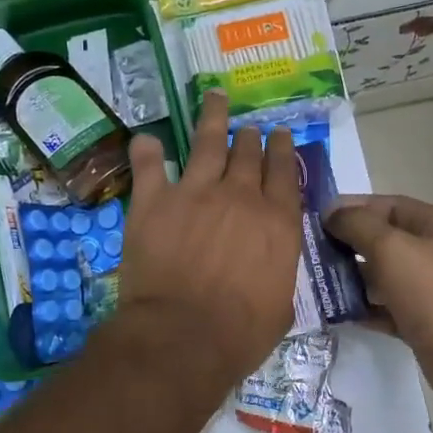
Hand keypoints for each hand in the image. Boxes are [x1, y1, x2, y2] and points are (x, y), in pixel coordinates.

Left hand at [120, 92, 301, 390]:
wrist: (183, 335)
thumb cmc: (239, 334)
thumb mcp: (280, 308)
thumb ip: (278, 275)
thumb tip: (270, 268)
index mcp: (277, 222)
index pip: (285, 173)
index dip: (284, 150)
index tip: (281, 136)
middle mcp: (241, 196)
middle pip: (249, 153)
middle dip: (251, 137)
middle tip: (250, 128)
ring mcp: (195, 192)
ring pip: (207, 142)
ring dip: (212, 117)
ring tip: (214, 97)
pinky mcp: (154, 201)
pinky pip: (149, 165)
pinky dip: (146, 150)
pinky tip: (147, 139)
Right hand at [326, 194, 432, 424]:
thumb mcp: (392, 248)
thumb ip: (358, 226)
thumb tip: (332, 213)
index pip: (386, 206)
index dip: (351, 208)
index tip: (314, 219)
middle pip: (382, 242)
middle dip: (346, 245)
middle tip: (308, 253)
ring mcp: (428, 291)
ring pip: (381, 278)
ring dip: (350, 279)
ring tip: (314, 283)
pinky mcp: (422, 324)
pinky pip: (385, 310)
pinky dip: (363, 310)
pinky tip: (336, 313)